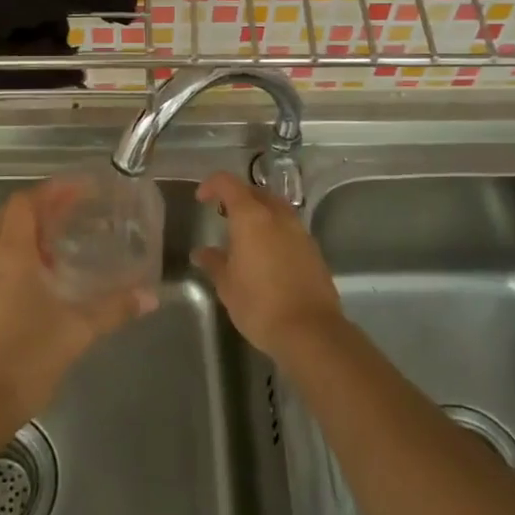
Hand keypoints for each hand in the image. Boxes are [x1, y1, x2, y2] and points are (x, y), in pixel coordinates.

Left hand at [0, 181, 156, 437]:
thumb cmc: (26, 358)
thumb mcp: (77, 330)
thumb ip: (114, 308)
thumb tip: (150, 296)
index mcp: (10, 255)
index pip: (24, 203)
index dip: (52, 190)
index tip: (82, 189)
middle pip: (13, 215)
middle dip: (45, 205)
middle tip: (80, 208)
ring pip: (5, 237)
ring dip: (34, 230)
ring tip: (70, 235)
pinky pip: (2, 259)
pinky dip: (25, 252)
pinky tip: (51, 273)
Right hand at [193, 172, 342, 360]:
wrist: (311, 331)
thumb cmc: (259, 305)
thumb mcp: (227, 286)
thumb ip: (213, 263)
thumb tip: (202, 253)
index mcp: (251, 217)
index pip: (228, 183)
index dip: (212, 185)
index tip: (201, 199)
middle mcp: (277, 216)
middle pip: (255, 192)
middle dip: (237, 197)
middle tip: (223, 216)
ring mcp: (299, 231)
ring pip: (275, 208)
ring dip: (258, 213)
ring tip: (245, 236)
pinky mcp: (313, 249)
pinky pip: (288, 228)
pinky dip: (274, 230)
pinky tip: (266, 255)